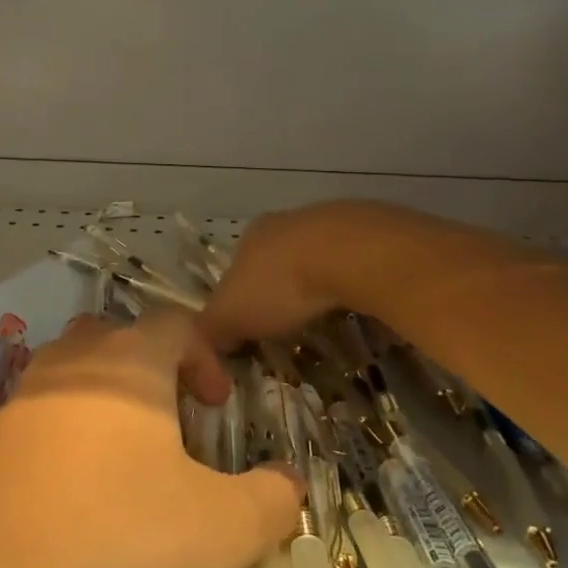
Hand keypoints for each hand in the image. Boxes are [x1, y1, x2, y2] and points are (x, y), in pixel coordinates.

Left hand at [0, 311, 301, 567]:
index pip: (176, 324)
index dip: (207, 357)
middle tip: (176, 426)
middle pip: (122, 339)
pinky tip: (79, 486)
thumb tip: (289, 480)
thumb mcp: (221, 529)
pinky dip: (71, 429)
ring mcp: (26, 391)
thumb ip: (271, 499)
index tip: (218, 408)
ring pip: (78, 370)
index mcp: (128, 360)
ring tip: (130, 454)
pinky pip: (45, 409)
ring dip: (110, 397)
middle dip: (157, 372)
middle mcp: (73, 359)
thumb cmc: (116, 536)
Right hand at [199, 202, 364, 350]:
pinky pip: (351, 261)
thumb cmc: (280, 285)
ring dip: (317, 283)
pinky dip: (349, 280)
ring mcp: (326, 222)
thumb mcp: (231, 316)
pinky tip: (355, 302)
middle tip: (289, 325)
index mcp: (247, 237)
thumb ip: (211, 330)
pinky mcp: (366, 230)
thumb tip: (201, 346)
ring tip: (325, 315)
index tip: (252, 327)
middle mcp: (283, 222)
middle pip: (274, 261)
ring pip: (314, 258)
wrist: (350, 255)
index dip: (240, 299)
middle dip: (280, 291)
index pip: (235, 269)